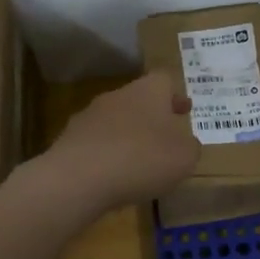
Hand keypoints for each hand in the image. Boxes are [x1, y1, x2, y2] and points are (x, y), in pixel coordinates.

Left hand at [37, 71, 201, 213]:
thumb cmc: (142, 159)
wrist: (78, 178)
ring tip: (139, 162)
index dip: (176, 96)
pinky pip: (96, 144)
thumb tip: (185, 144)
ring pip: (116, 121)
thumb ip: (190, 147)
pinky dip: (107, 156)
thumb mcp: (185, 157)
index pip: (165, 80)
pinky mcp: (69, 140)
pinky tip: (113, 176)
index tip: (184, 111)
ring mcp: (89, 116)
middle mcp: (117, 96)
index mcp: (148, 91)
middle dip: (152, 117)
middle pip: (139, 100)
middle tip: (165, 138)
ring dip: (128, 137)